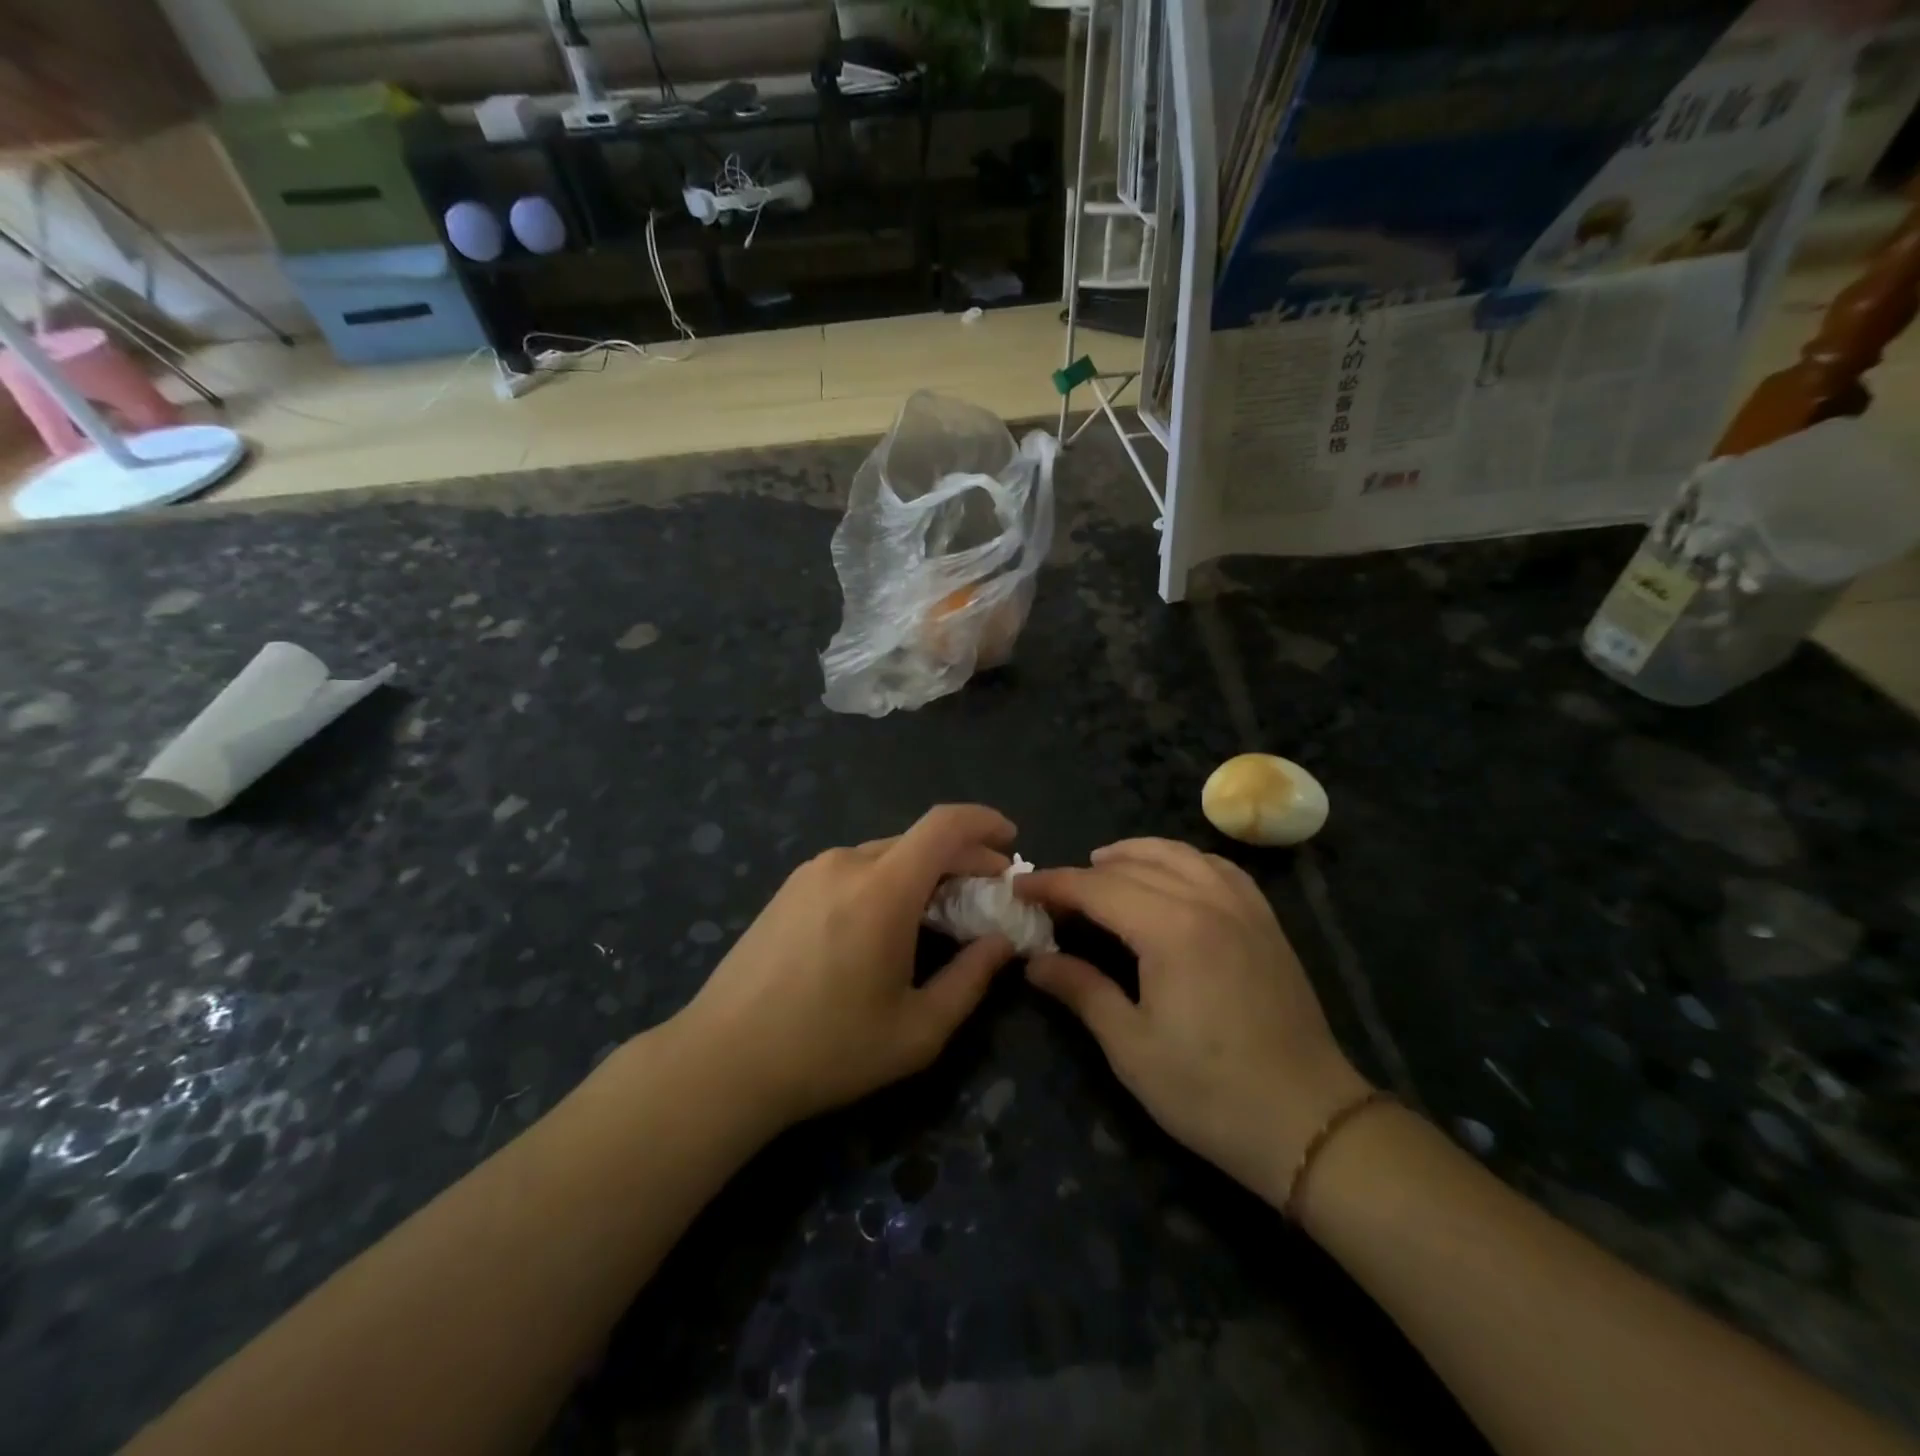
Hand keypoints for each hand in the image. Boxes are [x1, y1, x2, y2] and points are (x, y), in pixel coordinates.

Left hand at [675, 805, 1019, 1129]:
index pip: (944, 825)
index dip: (984, 822)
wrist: (722, 1060)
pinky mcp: (789, 888)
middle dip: (962, 858)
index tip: (1011, 842)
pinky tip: (888, 921)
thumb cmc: (827, 1049)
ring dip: (923, 872)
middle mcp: (846, 863)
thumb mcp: (916, 1030)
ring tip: (940, 912)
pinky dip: (887, 880)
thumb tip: (1001, 941)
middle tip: (988, 894)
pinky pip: (854, 869)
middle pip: (918, 840)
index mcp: (881, 889)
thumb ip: (971, 979)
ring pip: (886, 854)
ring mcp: (811, 872)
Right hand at [1017, 839, 1369, 1206]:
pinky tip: (1173, 875)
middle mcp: (1207, 901)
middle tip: (1052, 892)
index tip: (1019, 888)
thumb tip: (1034, 961)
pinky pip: (1219, 869)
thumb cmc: (1209, 1091)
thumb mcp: (1131, 1047)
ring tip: (1103, 865)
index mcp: (1170, 929)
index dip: (1053, 884)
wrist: (1309, 1122)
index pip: (1097, 888)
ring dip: (1134, 853)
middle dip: (1085, 873)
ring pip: (1180, 855)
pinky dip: (1184, 861)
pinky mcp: (1266, 922)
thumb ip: (1081, 991)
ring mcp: (1243, 908)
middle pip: (1134, 867)